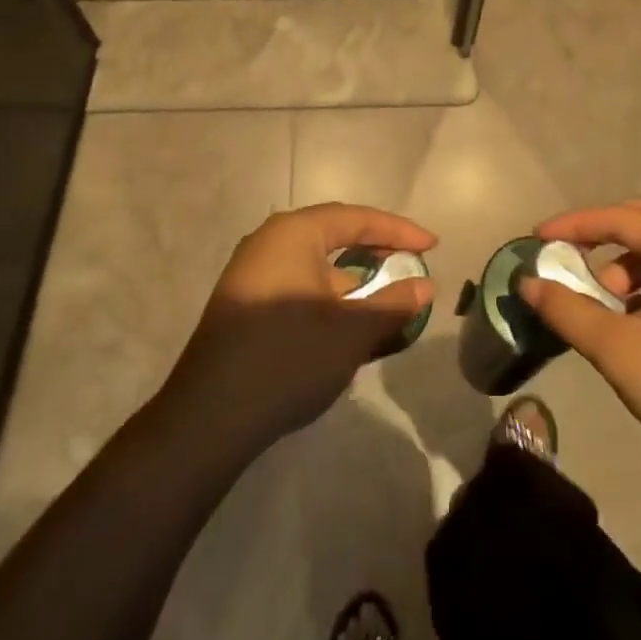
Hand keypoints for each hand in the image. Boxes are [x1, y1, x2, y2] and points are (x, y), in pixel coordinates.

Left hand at [162, 203, 435, 452]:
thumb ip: (393, 304)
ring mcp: (252, 275)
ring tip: (388, 304)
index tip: (433, 245)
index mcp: (293, 233)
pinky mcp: (245, 306)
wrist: (207, 420)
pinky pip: (299, 288)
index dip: (399, 231)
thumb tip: (426, 285)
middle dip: (377, 254)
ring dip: (355, 284)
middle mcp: (269, 243)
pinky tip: (350, 329)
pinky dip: (330, 301)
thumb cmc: (287, 359)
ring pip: (317, 268)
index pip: (357, 219)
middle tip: (411, 267)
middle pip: (335, 237)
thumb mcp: (351, 332)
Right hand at [519, 199, 640, 486]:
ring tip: (604, 309)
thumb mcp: (618, 350)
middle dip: (600, 242)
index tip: (537, 238)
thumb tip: (528, 283)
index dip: (574, 225)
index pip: (620, 218)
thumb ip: (567, 310)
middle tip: (567, 263)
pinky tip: (635, 324)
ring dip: (625, 270)